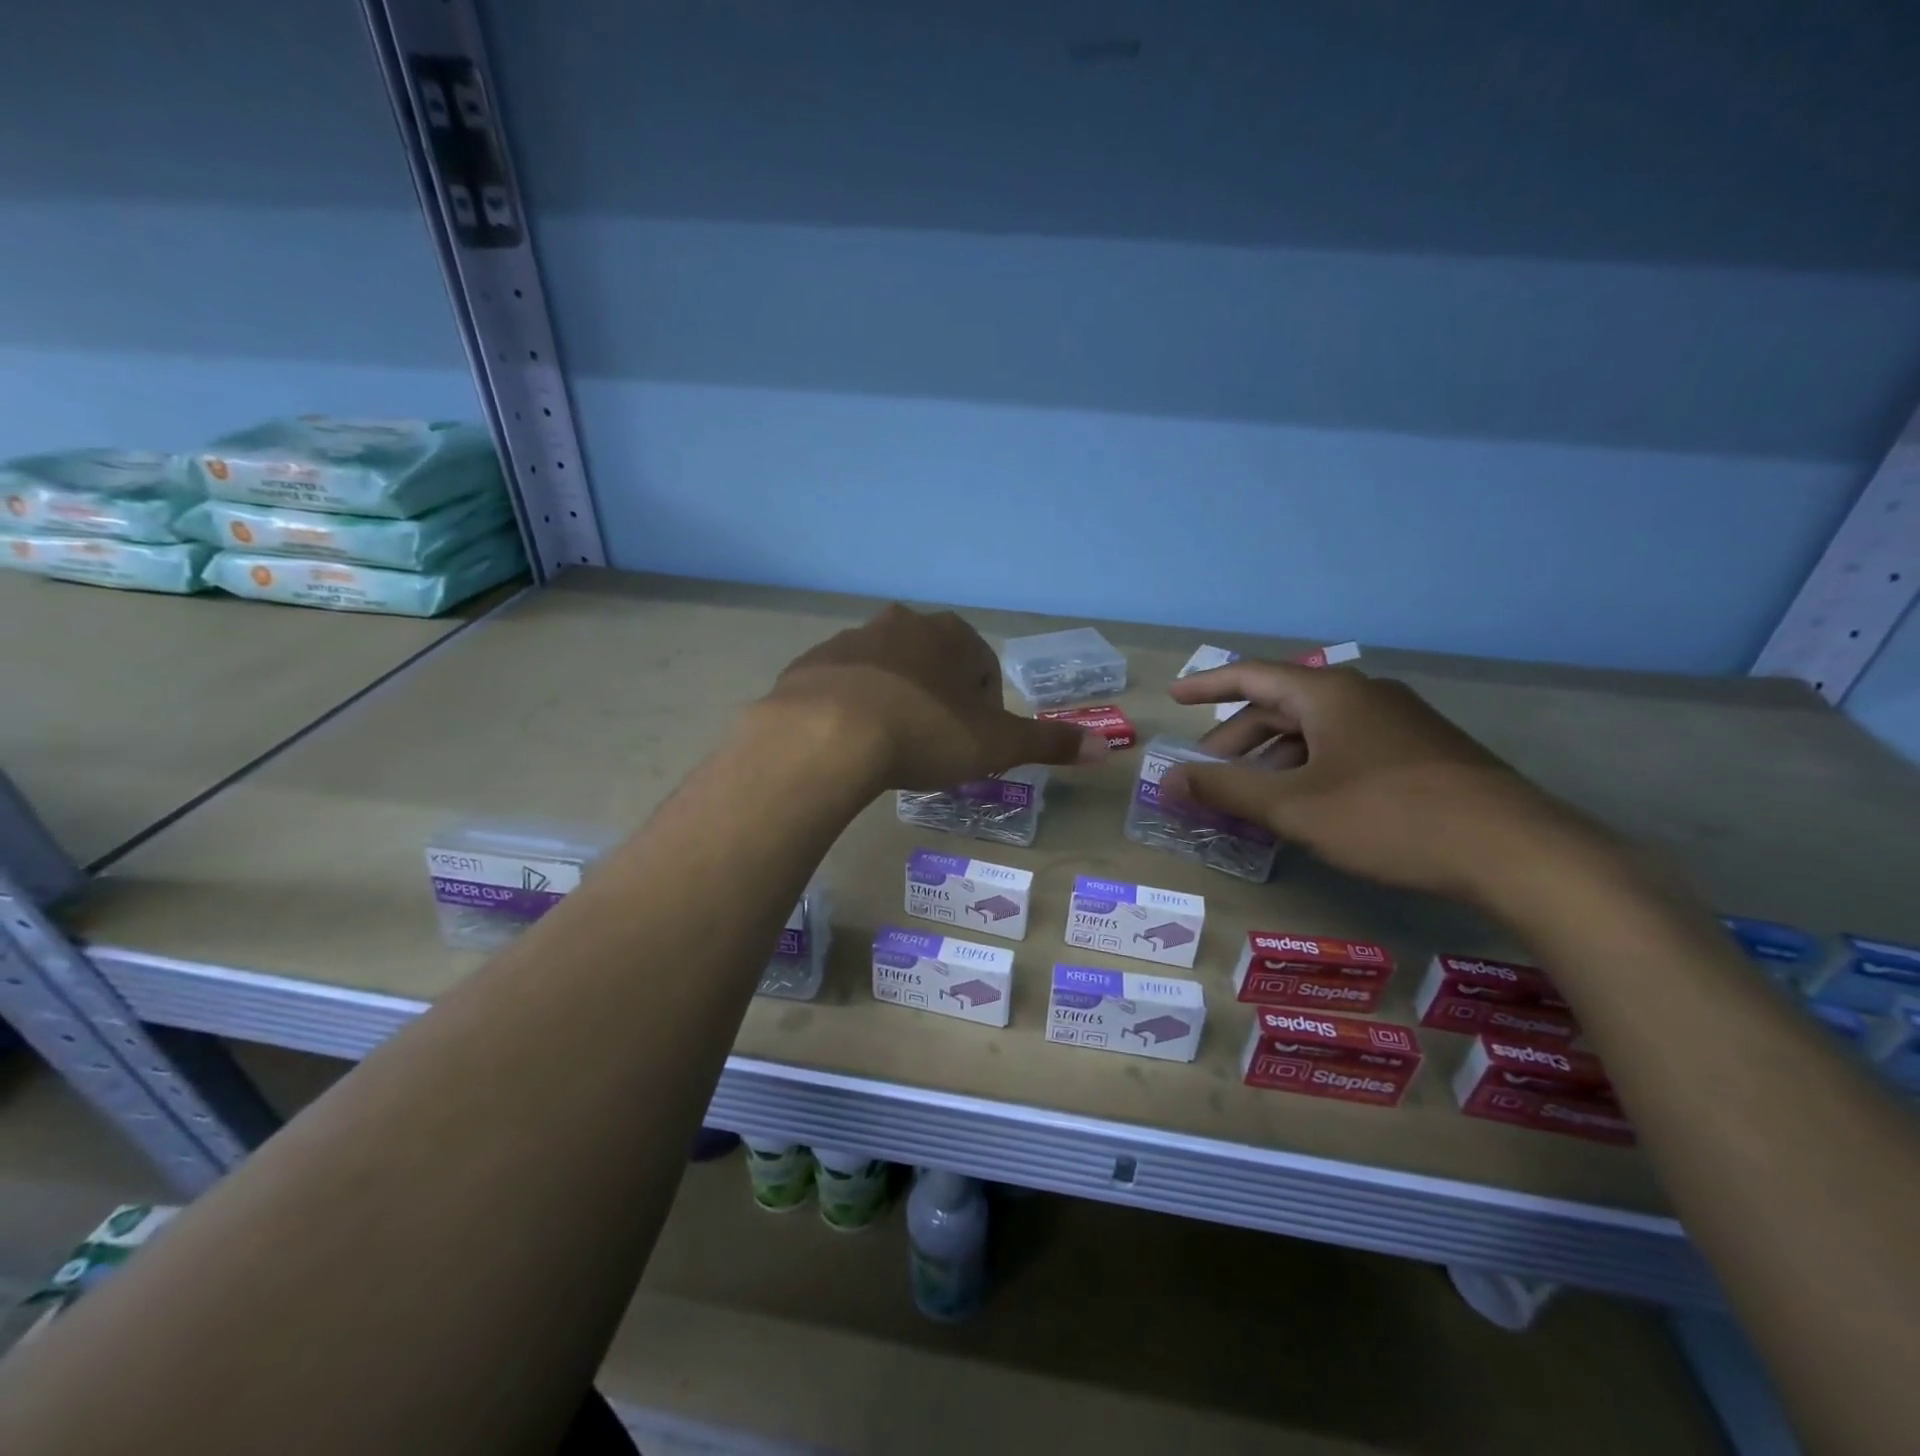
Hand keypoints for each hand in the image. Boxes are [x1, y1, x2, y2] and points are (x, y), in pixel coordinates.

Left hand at [765, 604, 1097, 789]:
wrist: (825, 737)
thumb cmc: (924, 734)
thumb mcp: (996, 745)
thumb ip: (1049, 743)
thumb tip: (1108, 748)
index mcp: (950, 635)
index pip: (982, 666)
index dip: (984, 707)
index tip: (971, 743)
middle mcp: (900, 624)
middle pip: (933, 663)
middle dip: (939, 699)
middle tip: (933, 745)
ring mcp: (850, 641)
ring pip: (886, 671)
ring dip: (894, 700)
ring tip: (889, 747)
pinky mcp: (809, 665)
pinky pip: (841, 686)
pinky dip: (850, 708)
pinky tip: (848, 742)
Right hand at [1163, 661, 1610, 904]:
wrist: (1516, 851)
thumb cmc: (1389, 818)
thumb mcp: (1295, 808)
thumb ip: (1227, 790)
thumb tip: (1168, 780)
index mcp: (1329, 693)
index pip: (1252, 676)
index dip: (1207, 685)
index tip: (1174, 696)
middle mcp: (1363, 695)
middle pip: (1282, 706)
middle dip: (1237, 737)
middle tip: (1207, 770)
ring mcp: (1398, 723)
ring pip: (1315, 730)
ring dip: (1273, 757)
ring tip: (1251, 795)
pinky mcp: (1421, 752)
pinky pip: (1345, 747)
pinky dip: (1309, 767)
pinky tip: (1307, 803)